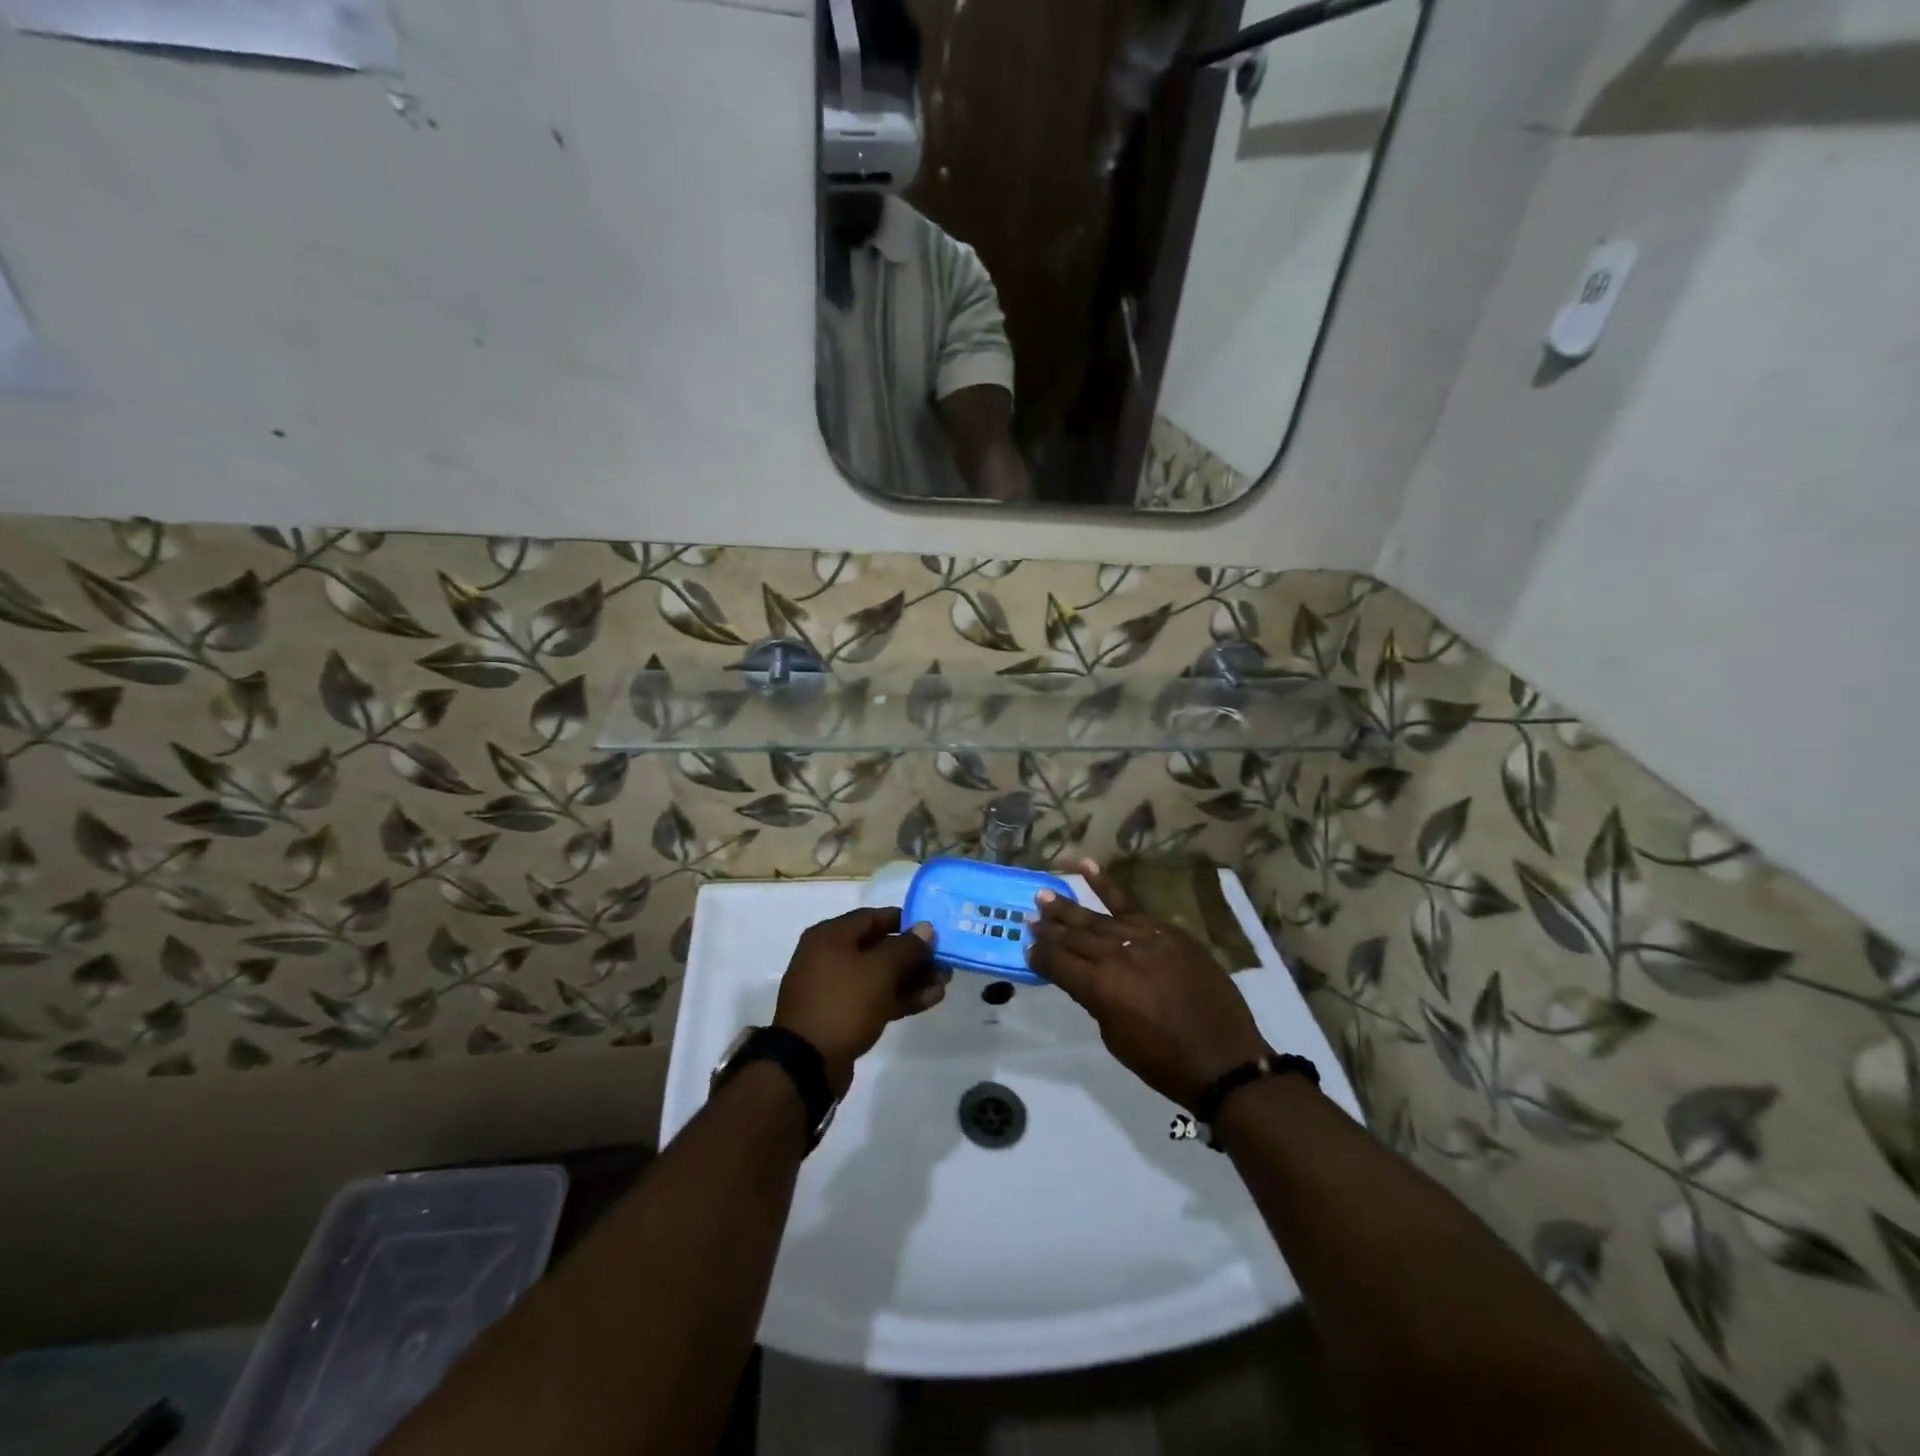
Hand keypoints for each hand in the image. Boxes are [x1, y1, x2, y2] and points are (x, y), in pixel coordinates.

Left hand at [774, 908, 946, 1096]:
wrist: (807, 1064)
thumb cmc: (843, 1003)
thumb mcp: (879, 970)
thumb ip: (906, 947)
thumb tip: (926, 928)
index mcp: (830, 936)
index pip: (872, 917)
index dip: (904, 921)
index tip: (932, 929)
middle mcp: (829, 957)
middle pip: (878, 948)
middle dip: (913, 955)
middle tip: (944, 959)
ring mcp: (834, 989)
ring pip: (879, 976)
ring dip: (911, 978)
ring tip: (945, 981)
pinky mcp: (842, 1016)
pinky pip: (874, 998)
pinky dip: (899, 997)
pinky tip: (930, 999)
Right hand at [1027, 862, 1269, 1110]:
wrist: (1224, 1059)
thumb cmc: (1164, 1062)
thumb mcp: (1116, 1038)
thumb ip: (1096, 1000)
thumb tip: (1084, 976)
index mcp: (1102, 988)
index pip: (1058, 964)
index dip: (1039, 955)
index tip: (1026, 947)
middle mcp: (1118, 956)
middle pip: (1075, 936)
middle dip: (1049, 927)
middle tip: (1029, 916)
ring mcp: (1145, 938)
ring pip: (1098, 918)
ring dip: (1069, 907)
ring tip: (1044, 894)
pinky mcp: (1167, 931)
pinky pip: (1132, 905)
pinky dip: (1107, 886)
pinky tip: (1086, 868)